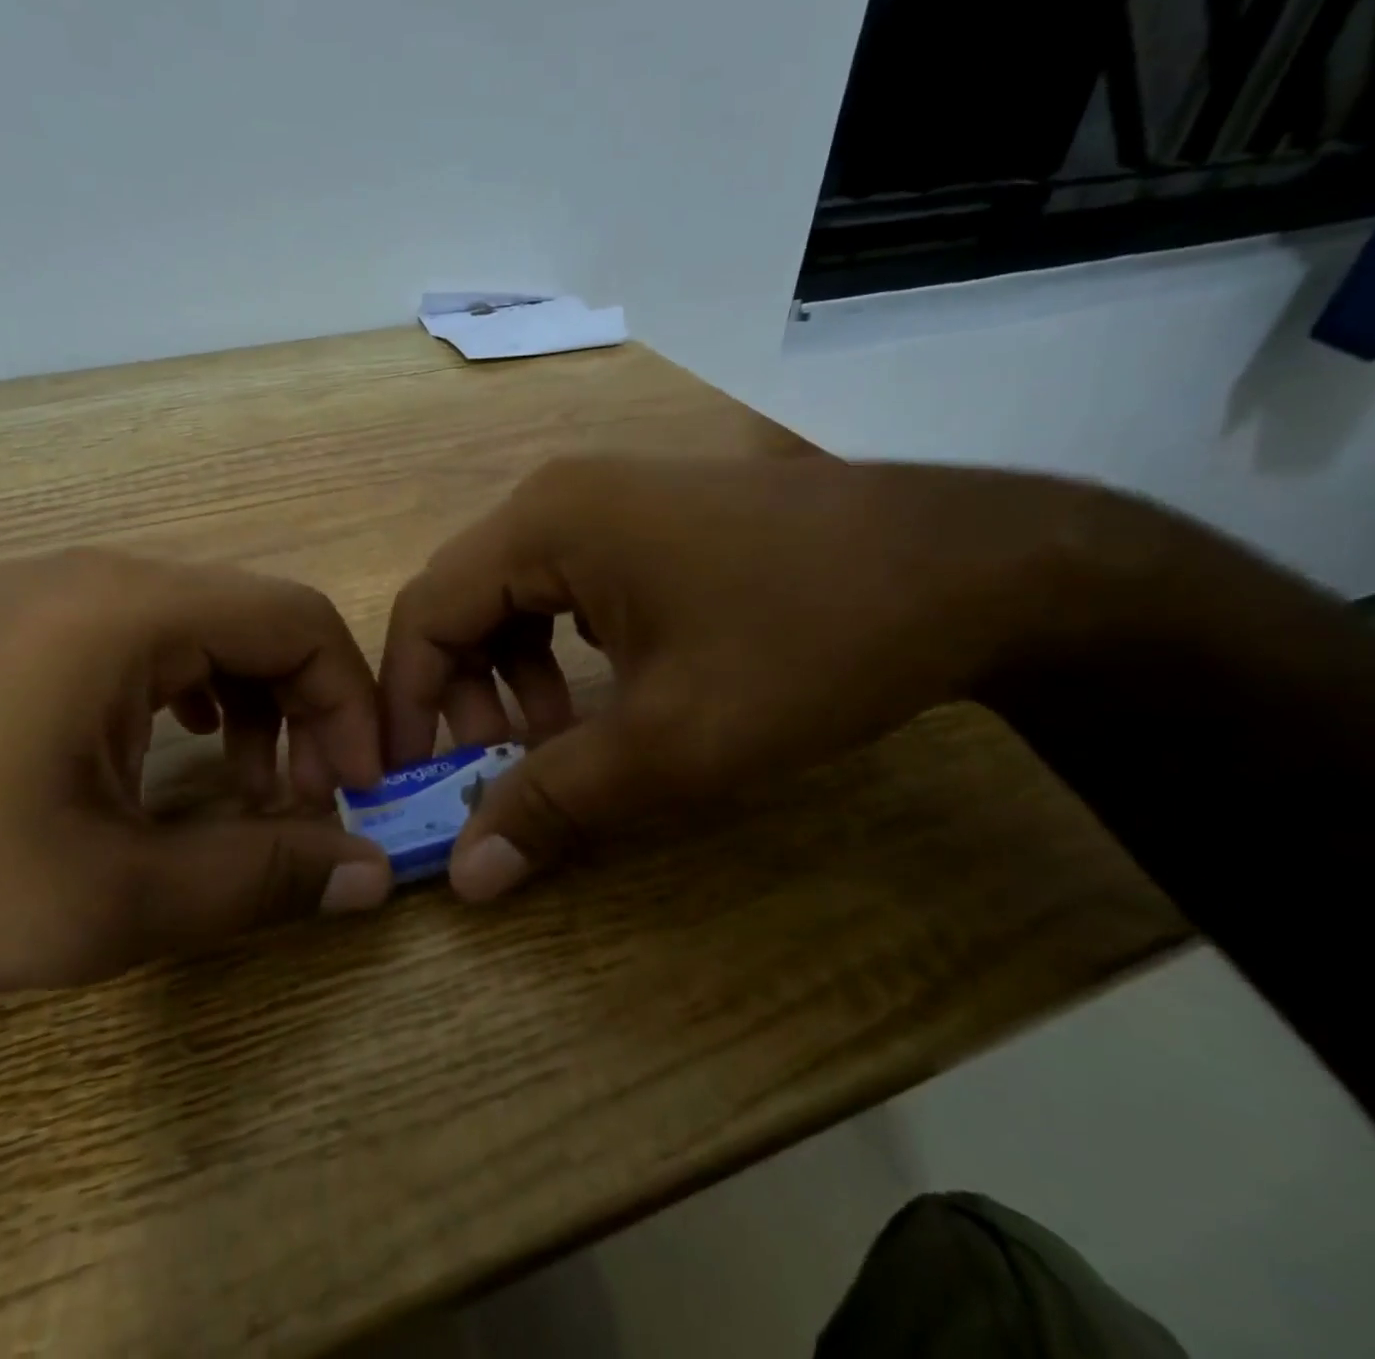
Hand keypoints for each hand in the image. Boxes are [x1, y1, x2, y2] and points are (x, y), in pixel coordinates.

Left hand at [0, 551, 393, 1005]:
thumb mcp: (110, 902)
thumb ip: (260, 880)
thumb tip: (373, 875)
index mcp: (130, 613)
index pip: (299, 621)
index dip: (352, 702)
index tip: (360, 790)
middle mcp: (107, 581)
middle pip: (263, 623)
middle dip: (312, 712)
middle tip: (311, 805)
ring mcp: (64, 598)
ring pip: (215, 633)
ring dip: (262, 708)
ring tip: (253, 793)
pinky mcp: (37, 630)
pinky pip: (162, 644)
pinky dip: (206, 698)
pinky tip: (187, 756)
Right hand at [381, 455, 1116, 898]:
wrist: (968, 566)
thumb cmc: (807, 643)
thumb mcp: (672, 742)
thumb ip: (555, 803)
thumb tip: (466, 877)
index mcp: (543, 525)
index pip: (424, 613)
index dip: (405, 702)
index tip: (411, 779)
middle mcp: (558, 497)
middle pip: (462, 602)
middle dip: (460, 694)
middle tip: (493, 768)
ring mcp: (607, 500)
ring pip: (513, 597)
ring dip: (511, 676)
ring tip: (554, 740)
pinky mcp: (648, 519)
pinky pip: (564, 586)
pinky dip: (558, 649)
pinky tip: (603, 692)